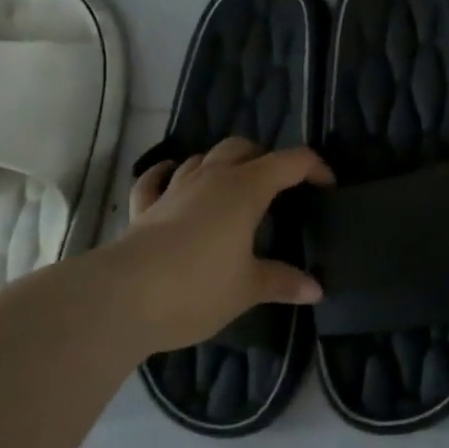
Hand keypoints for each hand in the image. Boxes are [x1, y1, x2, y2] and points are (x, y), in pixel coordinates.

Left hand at [102, 137, 332, 352]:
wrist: (121, 299)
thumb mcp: (248, 288)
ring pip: (202, 157)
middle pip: (242, 148)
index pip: (290, 162)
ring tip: (234, 184)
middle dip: (265, 158)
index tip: (328, 187)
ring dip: (222, 163)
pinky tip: (172, 176)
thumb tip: (316, 289)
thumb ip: (282, 282)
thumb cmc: (196, 287)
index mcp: (246, 189)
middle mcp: (211, 178)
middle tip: (279, 185)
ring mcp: (174, 190)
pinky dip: (168, 174)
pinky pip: (156, 179)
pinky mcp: (143, 209)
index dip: (314, 168)